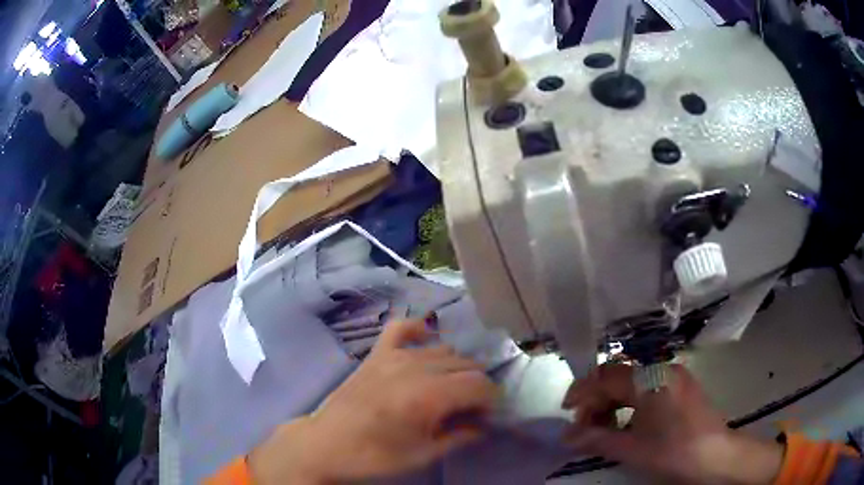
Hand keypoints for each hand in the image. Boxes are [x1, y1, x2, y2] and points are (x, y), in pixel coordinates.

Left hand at [249, 319, 499, 483]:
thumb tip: (484, 424)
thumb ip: (460, 435)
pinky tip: (426, 341)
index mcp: (428, 396)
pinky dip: (419, 331)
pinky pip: (402, 328)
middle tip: (470, 408)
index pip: (479, 384)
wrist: (326, 444)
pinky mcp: (376, 354)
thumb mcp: (423, 454)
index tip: (488, 415)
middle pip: (466, 364)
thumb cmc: (375, 456)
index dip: (491, 399)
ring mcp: (393, 356)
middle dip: (477, 385)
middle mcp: (415, 368)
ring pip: (443, 349)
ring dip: (456, 367)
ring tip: (450, 389)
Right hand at [562, 364, 783, 483]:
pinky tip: (627, 424)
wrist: (716, 455)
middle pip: (618, 377)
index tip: (566, 410)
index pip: (606, 376)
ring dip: (613, 402)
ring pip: (633, 381)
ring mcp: (673, 375)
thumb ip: (596, 439)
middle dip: (596, 400)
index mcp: (650, 379)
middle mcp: (661, 369)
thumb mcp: (632, 449)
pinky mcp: (680, 386)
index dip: (582, 391)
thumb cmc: (674, 451)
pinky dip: (630, 403)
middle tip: (584, 427)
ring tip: (604, 429)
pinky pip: (647, 386)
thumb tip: (565, 436)